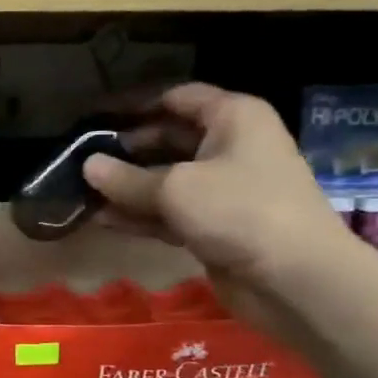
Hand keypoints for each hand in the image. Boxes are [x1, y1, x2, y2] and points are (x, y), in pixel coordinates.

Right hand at [83, 83, 351, 332]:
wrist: (296, 279)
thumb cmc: (239, 211)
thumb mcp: (175, 189)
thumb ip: (126, 178)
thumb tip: (87, 165)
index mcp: (233, 118)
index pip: (177, 98)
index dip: (136, 106)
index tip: (95, 118)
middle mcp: (230, 146)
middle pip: (169, 139)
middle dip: (127, 151)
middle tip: (81, 160)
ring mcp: (223, 190)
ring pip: (166, 180)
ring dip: (128, 187)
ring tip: (82, 192)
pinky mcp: (216, 226)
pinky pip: (170, 213)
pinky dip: (141, 215)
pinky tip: (103, 219)